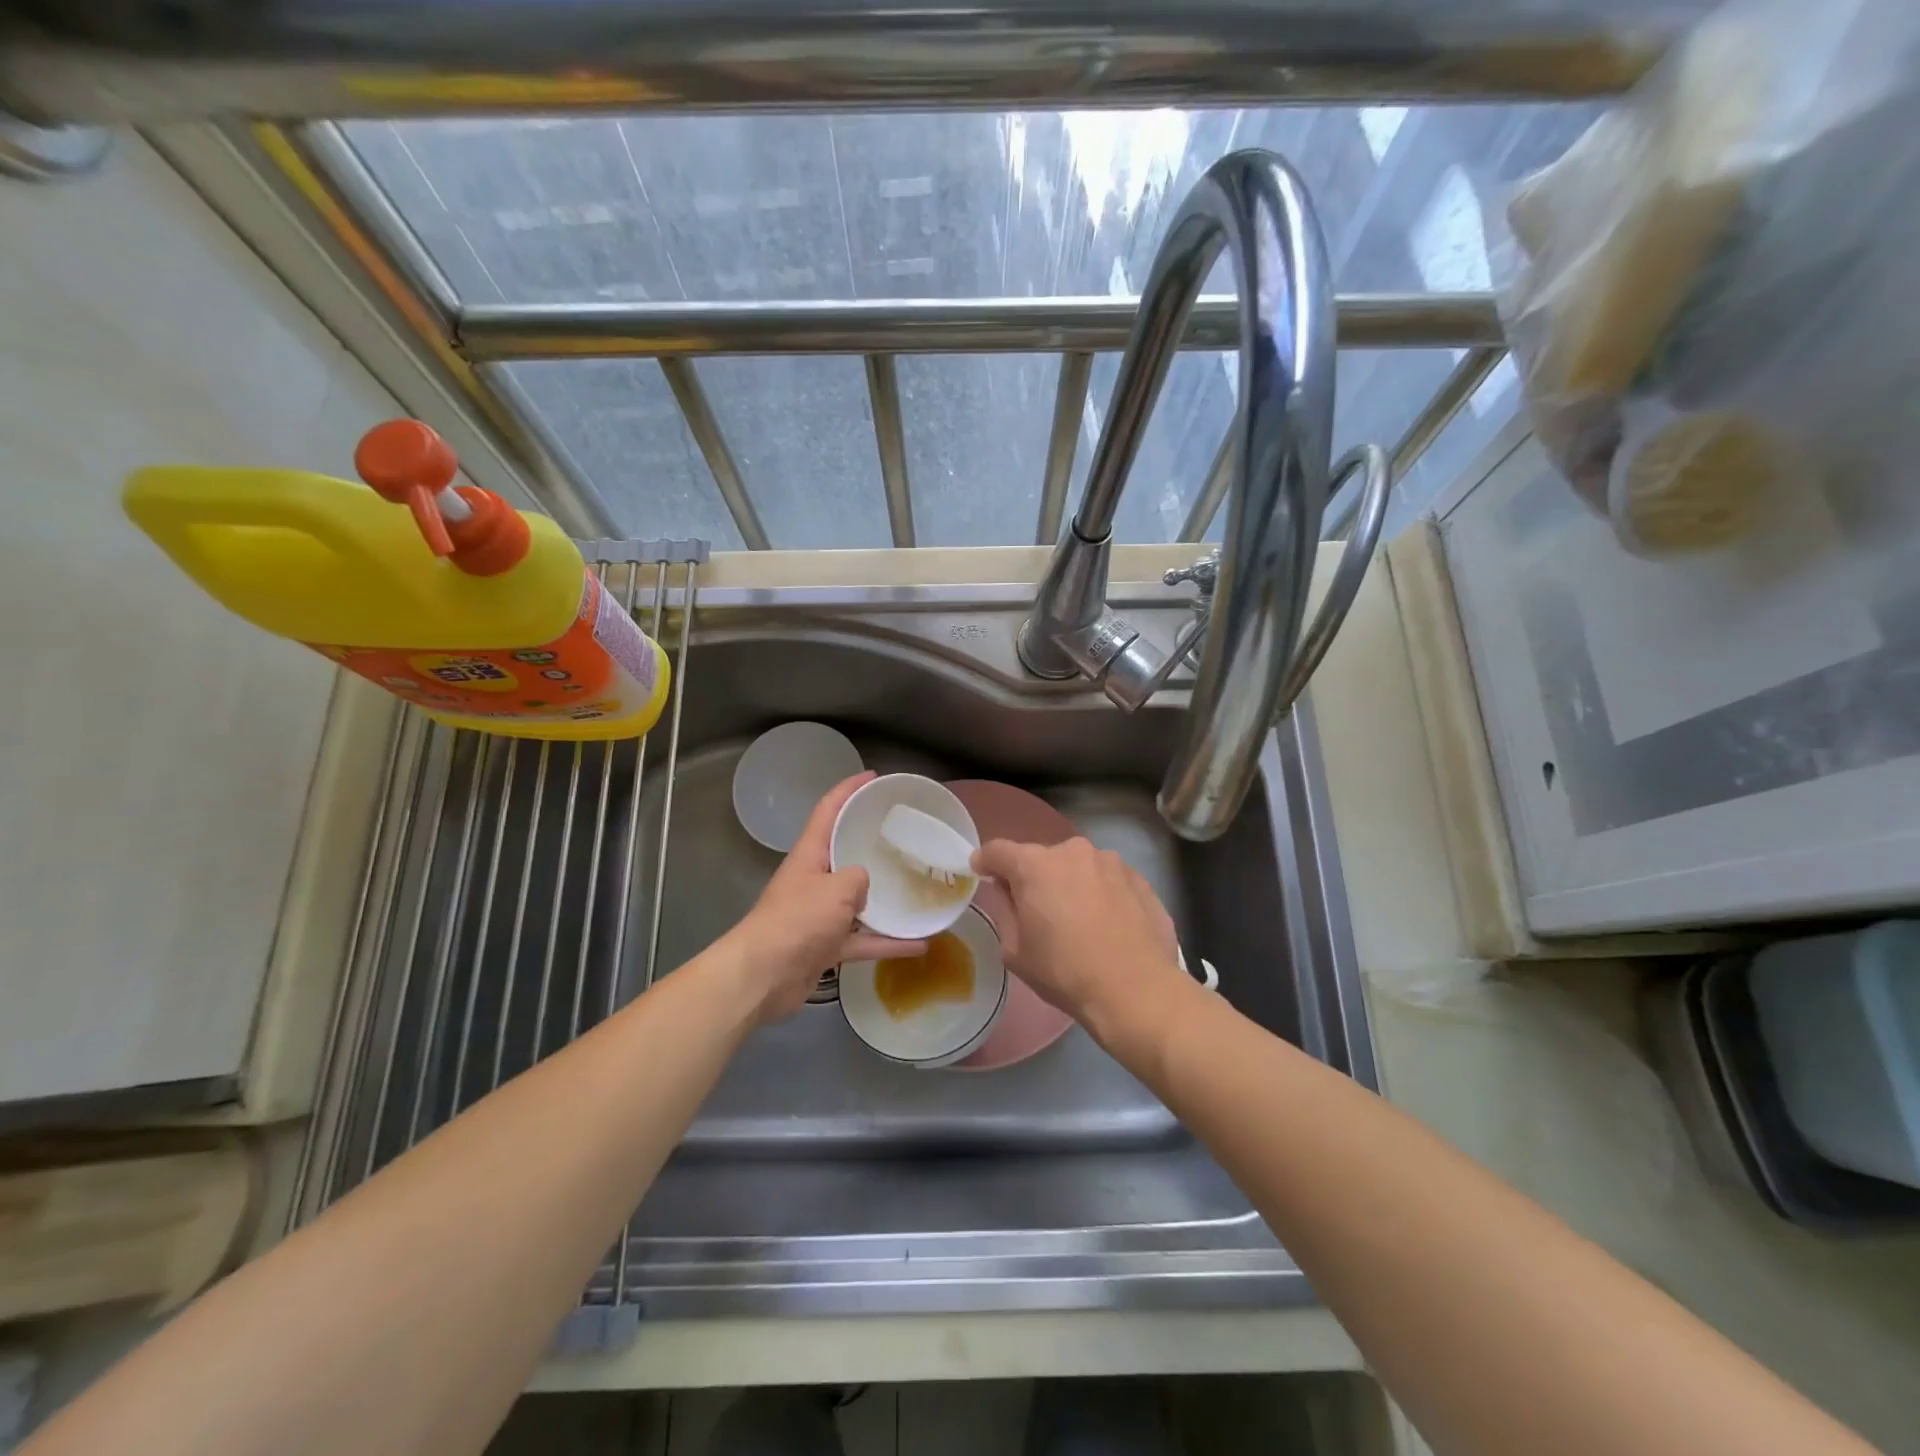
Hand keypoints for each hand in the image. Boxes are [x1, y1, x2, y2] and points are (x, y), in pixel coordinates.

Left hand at [721, 772, 924, 1022]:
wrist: (763, 976)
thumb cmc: (797, 921)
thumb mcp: (836, 889)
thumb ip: (859, 879)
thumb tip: (864, 888)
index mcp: (810, 854)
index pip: (829, 810)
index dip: (849, 789)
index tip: (874, 778)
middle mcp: (814, 879)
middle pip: (845, 852)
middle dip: (871, 842)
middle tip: (906, 835)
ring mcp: (820, 913)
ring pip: (858, 899)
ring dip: (886, 898)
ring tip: (917, 889)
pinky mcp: (826, 944)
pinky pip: (863, 938)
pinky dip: (887, 942)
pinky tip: (919, 945)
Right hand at [970, 837, 1189, 1049]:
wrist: (1135, 990)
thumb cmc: (1065, 972)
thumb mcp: (1016, 951)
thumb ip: (1006, 911)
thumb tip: (1008, 892)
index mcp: (1035, 865)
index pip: (998, 850)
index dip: (985, 862)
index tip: (981, 873)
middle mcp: (1072, 851)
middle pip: (1042, 858)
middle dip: (1034, 878)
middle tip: (1037, 910)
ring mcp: (1110, 861)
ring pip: (1079, 867)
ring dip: (1071, 884)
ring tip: (1080, 920)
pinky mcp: (1139, 878)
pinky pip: (1108, 880)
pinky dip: (1102, 894)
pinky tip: (1109, 925)